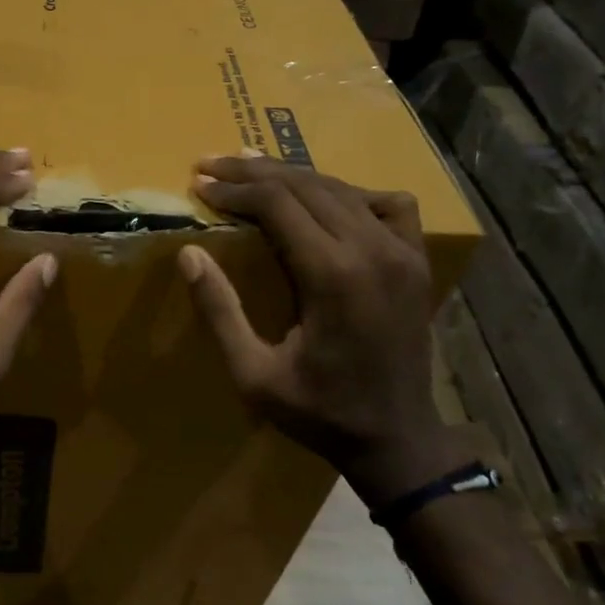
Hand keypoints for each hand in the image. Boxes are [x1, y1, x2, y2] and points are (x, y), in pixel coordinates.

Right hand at [178, 155, 465, 511]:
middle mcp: (372, 250)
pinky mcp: (416, 261)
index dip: (234, 189)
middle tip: (211, 164)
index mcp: (332, 275)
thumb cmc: (319, 413)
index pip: (277, 203)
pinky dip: (351, 192)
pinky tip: (326, 199)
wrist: (397, 440)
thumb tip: (188, 254)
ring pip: (341, 188)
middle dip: (253, 172)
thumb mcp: (254, 374)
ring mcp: (402, 252)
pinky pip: (387, 204)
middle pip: (306, 185)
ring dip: (292, 175)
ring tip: (251, 169)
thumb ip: (220, 311)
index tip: (198, 182)